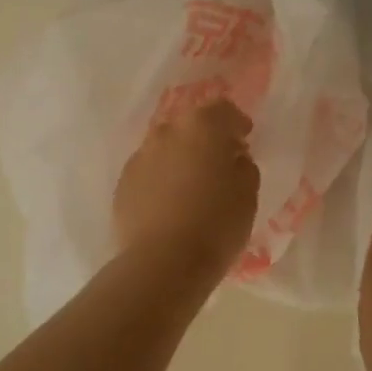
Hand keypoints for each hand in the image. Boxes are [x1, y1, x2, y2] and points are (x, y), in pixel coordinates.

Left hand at [114, 100, 259, 273]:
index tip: (244, 139)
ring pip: (166, 146)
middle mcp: (167, 131)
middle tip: (219, 162)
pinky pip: (149, 170)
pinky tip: (170, 203)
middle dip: (206, 138)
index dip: (236, 123)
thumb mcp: (248, 193)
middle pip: (190, 124)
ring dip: (181, 157)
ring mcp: (141, 155)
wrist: (163, 262)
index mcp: (202, 126)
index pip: (223, 109)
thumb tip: (233, 156)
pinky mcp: (124, 181)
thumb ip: (243, 166)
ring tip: (192, 184)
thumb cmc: (216, 224)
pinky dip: (161, 178)